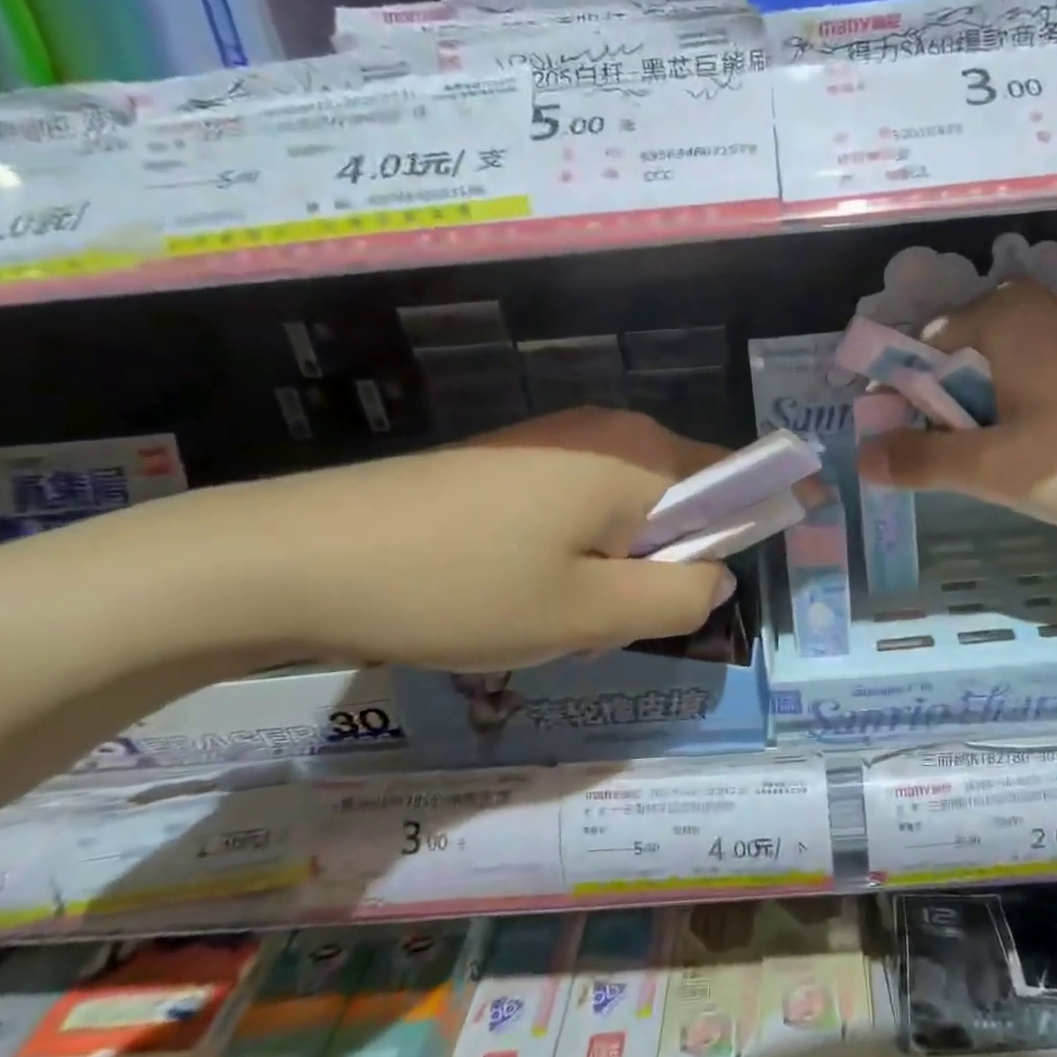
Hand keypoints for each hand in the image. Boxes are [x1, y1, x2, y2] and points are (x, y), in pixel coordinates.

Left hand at [220, 408, 734, 669]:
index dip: (753, 521)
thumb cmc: (462, 587)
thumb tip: (717, 578)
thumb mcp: (588, 612)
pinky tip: (520, 596)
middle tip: (615, 623)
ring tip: (557, 620)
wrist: (303, 557)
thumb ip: (677, 597)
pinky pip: (577, 510)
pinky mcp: (511, 464)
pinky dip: (575, 557)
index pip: (732, 477)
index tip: (736, 581)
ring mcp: (553, 443)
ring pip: (624, 514)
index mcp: (637, 454)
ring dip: (614, 571)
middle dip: (664, 566)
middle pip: (678, 501)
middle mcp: (605, 432)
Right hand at [855, 279, 1056, 528]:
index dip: (896, 400)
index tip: (895, 449)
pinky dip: (1016, 418)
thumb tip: (862, 459)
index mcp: (1000, 314)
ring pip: (993, 377)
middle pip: (954, 361)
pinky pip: (1031, 384)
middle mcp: (1033, 309)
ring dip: (979, 422)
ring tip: (996, 469)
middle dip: (941, 414)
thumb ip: (920, 459)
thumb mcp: (993, 466)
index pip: (916, 349)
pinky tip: (1036, 458)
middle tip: (953, 468)